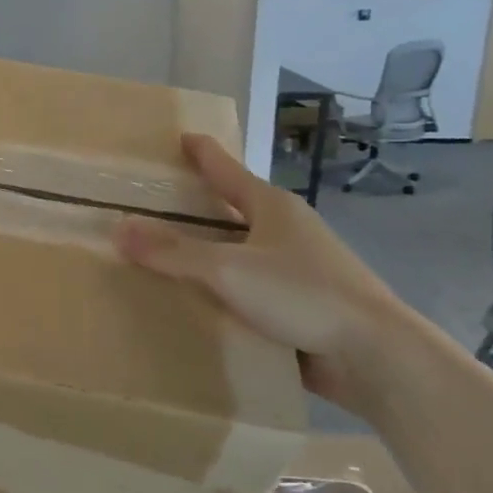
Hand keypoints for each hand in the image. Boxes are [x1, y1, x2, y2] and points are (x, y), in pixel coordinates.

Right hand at [114, 135, 408, 410]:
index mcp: (274, 209)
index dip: (204, 154)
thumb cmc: (302, 294)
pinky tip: (200, 303)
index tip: (183, 137)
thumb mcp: (227, 269)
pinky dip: (226, 289)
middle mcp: (288, 232)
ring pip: (245, 252)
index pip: (229, 170)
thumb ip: (172, 252)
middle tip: (163, 201)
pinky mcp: (302, 306)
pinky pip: (252, 289)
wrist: (373, 354)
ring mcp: (299, 269)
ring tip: (170, 256)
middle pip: (237, 209)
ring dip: (213, 252)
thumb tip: (118, 229)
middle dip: (203, 205)